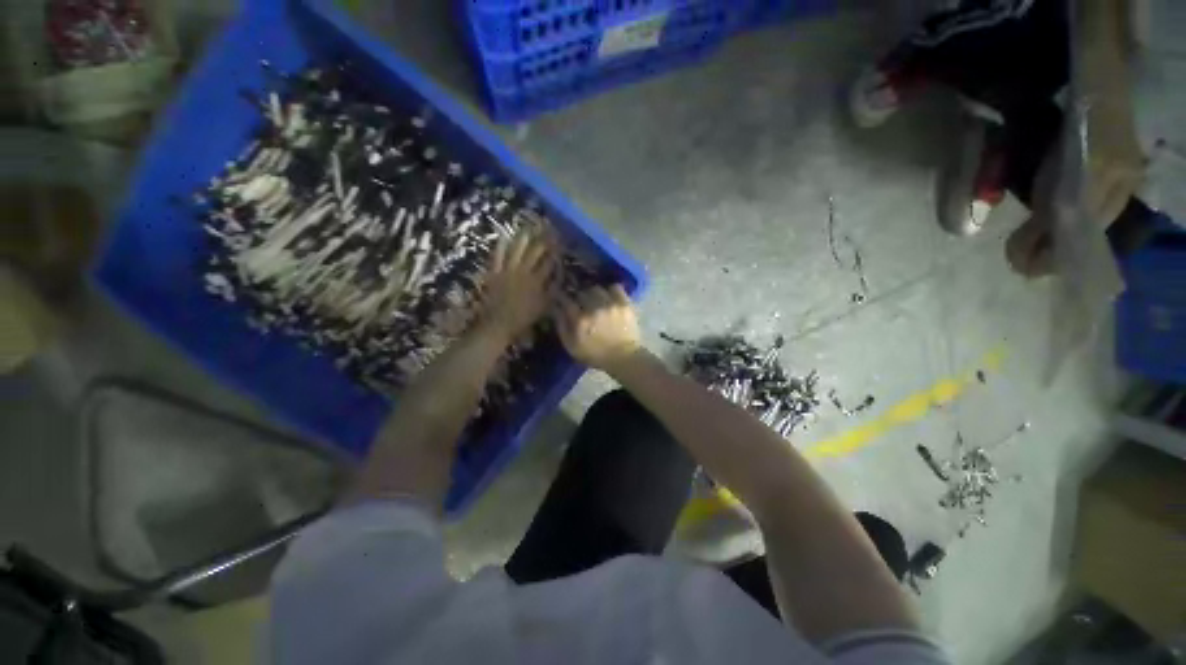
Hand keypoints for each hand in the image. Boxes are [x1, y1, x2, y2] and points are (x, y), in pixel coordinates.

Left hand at [483, 229, 553, 340]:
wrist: (498, 324)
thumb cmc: (523, 318)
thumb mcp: (544, 307)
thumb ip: (552, 292)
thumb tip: (560, 277)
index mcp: (537, 282)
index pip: (549, 262)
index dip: (555, 251)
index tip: (560, 241)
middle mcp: (524, 272)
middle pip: (535, 252)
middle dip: (542, 240)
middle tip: (547, 229)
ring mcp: (508, 271)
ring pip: (517, 250)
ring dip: (524, 238)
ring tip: (529, 228)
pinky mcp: (495, 272)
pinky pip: (498, 256)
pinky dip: (501, 246)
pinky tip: (505, 236)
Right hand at [555, 285, 641, 370]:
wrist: (624, 358)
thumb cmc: (595, 354)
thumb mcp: (571, 346)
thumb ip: (561, 326)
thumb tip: (556, 308)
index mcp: (579, 320)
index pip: (565, 299)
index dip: (561, 296)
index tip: (561, 297)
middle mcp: (594, 308)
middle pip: (580, 292)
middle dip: (578, 296)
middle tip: (580, 302)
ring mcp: (610, 304)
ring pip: (596, 288)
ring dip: (593, 294)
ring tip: (595, 300)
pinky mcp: (624, 303)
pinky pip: (615, 288)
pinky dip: (610, 291)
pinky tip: (609, 298)